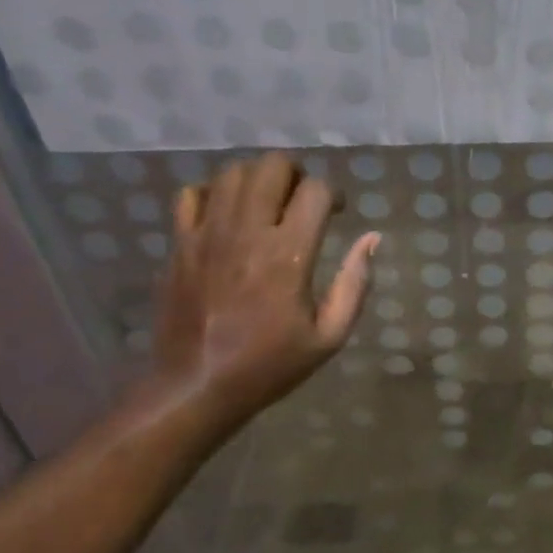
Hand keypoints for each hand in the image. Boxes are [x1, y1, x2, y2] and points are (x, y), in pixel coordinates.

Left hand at [148, 152, 378, 434]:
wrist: (196, 386)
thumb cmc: (269, 364)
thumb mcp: (329, 336)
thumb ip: (355, 283)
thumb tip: (372, 238)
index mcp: (289, 255)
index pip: (316, 190)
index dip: (334, 194)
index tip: (337, 213)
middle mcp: (248, 233)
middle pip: (272, 166)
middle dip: (296, 174)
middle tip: (301, 200)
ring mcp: (208, 234)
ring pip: (233, 172)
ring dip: (257, 179)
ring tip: (266, 204)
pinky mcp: (180, 244)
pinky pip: (191, 194)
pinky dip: (213, 193)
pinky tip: (226, 215)